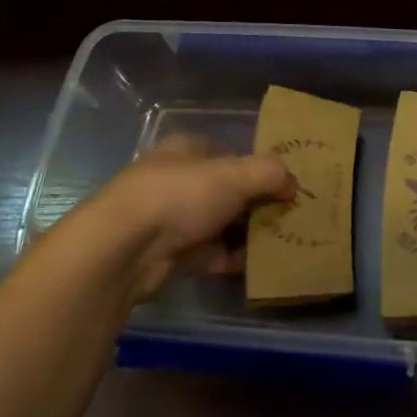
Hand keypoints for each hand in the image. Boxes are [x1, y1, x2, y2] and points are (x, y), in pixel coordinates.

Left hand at [95, 135, 295, 303]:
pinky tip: (261, 266)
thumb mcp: (234, 175)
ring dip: (249, 234)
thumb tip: (293, 183)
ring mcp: (174, 219)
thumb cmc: (180, 196)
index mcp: (188, 150)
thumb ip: (269, 173)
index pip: (232, 154)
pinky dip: (234, 259)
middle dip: (259, 204)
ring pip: (222, 223)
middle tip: (292, 217)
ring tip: (284, 243)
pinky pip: (213, 255)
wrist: (124, 250)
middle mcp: (180, 180)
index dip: (260, 168)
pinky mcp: (173, 255)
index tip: (288, 186)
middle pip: (229, 190)